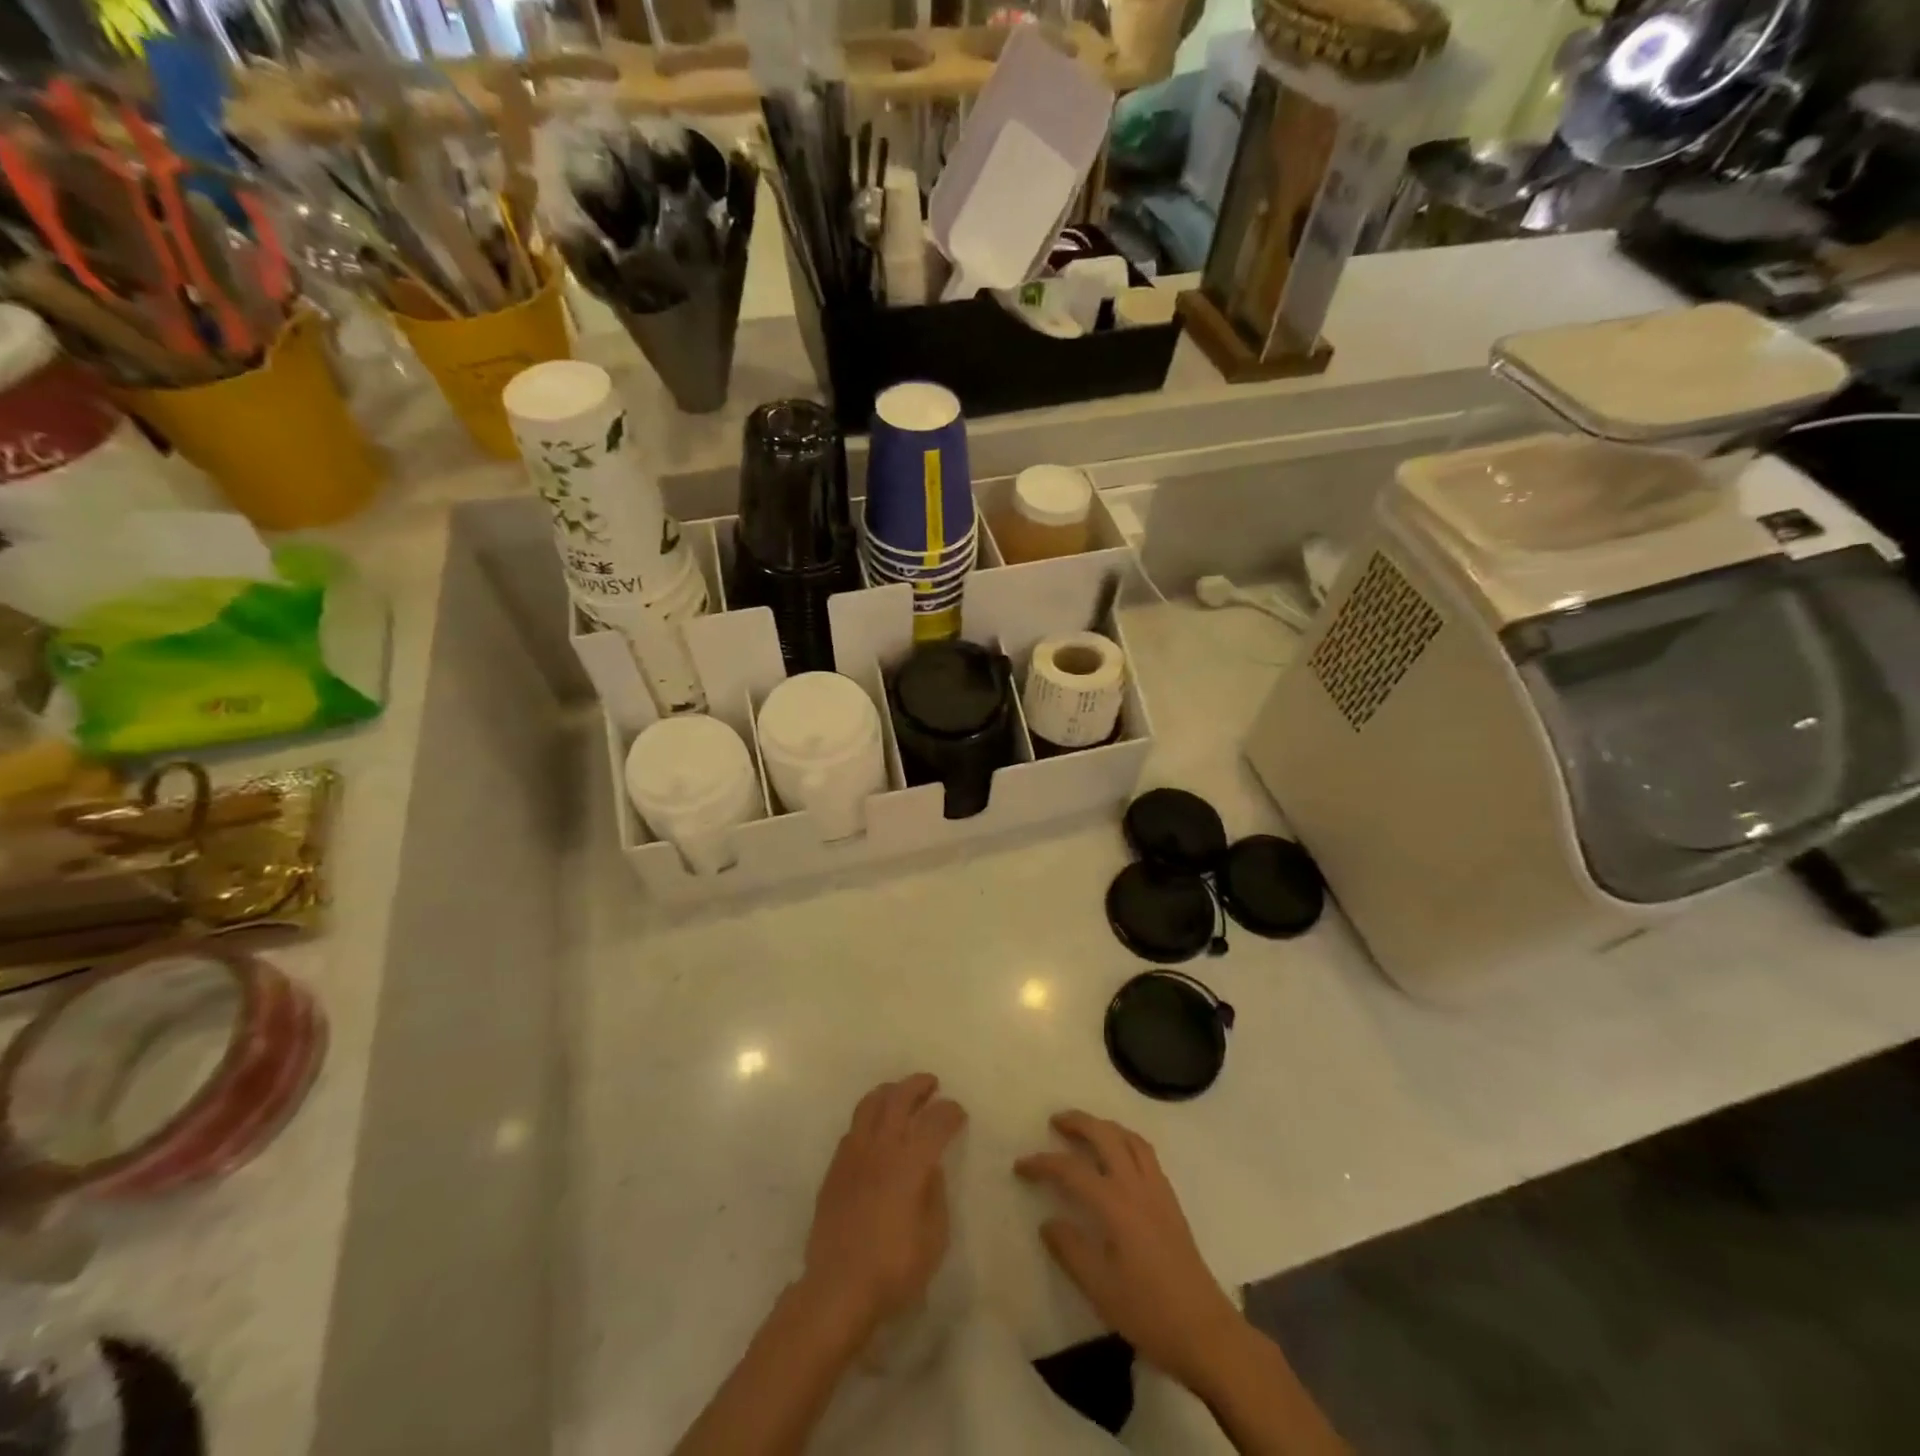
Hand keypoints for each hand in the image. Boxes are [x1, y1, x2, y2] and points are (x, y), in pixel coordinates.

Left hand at [803, 1074, 966, 1339]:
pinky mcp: (835, 1168)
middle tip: (931, 1084)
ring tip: (900, 1093)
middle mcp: (881, 1146)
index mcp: (911, 1161)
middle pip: (899, 1098)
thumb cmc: (894, 1268)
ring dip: (889, 1092)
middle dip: (918, 1086)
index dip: (950, 1112)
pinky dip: (869, 1117)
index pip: (935, 1121)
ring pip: (870, 1104)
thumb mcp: (934, 1238)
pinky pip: (853, 1128)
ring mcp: (854, 1154)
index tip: (959, 1114)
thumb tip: (930, 1168)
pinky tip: (875, 1129)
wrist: (838, 1288)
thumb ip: (935, 1194)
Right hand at [1016, 1111, 1246, 1389]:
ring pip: (1129, 1138)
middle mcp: (1137, 1186)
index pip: (1072, 1170)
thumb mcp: (1100, 1289)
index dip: (1043, 1164)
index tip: (1020, 1166)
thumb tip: (1048, 1222)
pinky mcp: (1171, 1200)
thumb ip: (1070, 1250)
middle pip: (1105, 1135)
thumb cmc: (1149, 1313)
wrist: (1206, 1332)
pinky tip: (1119, 1155)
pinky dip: (1125, 1140)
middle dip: (1078, 1122)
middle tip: (1055, 1123)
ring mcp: (1158, 1190)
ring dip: (1104, 1126)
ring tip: (1086, 1130)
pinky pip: (1145, 1152)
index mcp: (1116, 1205)